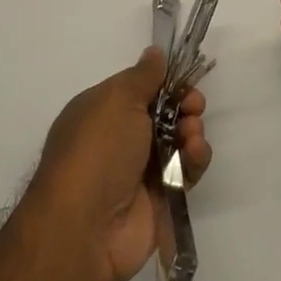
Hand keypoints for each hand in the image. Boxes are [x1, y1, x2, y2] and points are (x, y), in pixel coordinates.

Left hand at [30, 49, 211, 280]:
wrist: (86, 227)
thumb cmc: (97, 152)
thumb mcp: (117, 100)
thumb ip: (143, 76)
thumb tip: (154, 53)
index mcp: (101, 112)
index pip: (141, 89)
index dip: (166, 83)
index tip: (185, 81)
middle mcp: (120, 139)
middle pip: (165, 113)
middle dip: (185, 105)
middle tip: (194, 107)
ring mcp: (140, 170)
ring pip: (179, 141)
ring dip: (192, 132)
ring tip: (191, 137)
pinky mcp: (161, 197)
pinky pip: (186, 171)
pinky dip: (194, 160)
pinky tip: (193, 157)